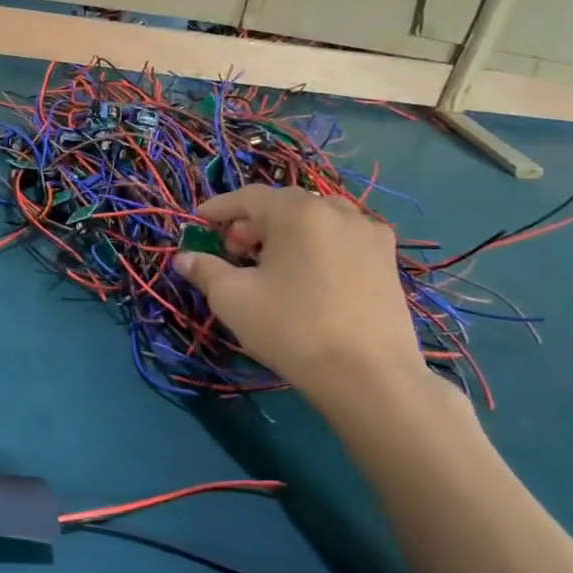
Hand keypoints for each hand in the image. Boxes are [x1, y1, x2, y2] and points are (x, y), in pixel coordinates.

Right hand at [174, 186, 428, 407]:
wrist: (368, 376)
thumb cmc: (292, 328)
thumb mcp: (233, 299)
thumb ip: (205, 270)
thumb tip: (184, 258)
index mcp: (297, 211)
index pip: (249, 196)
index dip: (219, 208)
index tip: (198, 222)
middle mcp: (337, 210)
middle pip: (285, 205)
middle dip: (253, 222)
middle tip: (233, 250)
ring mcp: (369, 233)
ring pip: (317, 220)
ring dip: (288, 232)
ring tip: (272, 263)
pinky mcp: (388, 260)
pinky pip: (343, 238)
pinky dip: (319, 245)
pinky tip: (310, 275)